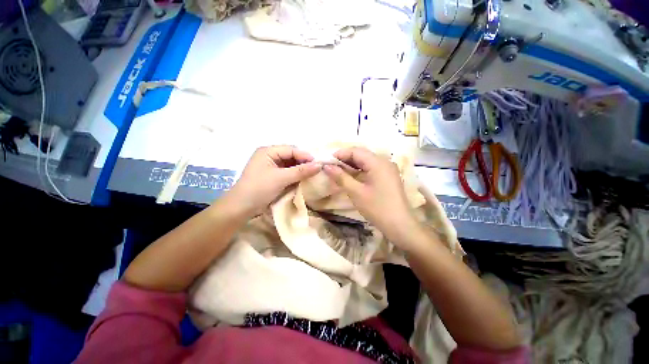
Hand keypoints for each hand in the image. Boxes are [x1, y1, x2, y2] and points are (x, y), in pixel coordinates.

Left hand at [223, 146, 321, 218]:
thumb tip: (319, 165)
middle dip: (303, 162)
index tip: (318, 163)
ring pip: (290, 165)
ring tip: (312, 174)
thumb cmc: (259, 188)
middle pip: (291, 156)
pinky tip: (303, 179)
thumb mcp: (281, 178)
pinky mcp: (272, 177)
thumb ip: (300, 171)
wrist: (241, 208)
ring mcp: (271, 167)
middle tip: (317, 169)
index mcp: (268, 151)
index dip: (305, 155)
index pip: (291, 149)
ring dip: (300, 170)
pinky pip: (287, 173)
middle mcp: (269, 156)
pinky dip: (295, 176)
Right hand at [322, 147, 419, 243]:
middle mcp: (384, 161)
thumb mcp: (356, 192)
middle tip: (331, 167)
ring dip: (352, 165)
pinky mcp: (389, 176)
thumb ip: (341, 177)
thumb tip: (326, 166)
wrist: (400, 225)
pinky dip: (360, 170)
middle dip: (345, 159)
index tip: (326, 161)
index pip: (356, 151)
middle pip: (362, 155)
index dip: (340, 154)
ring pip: (366, 161)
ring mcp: (388, 169)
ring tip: (338, 172)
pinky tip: (352, 176)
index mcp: (378, 162)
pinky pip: (372, 168)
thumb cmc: (377, 208)